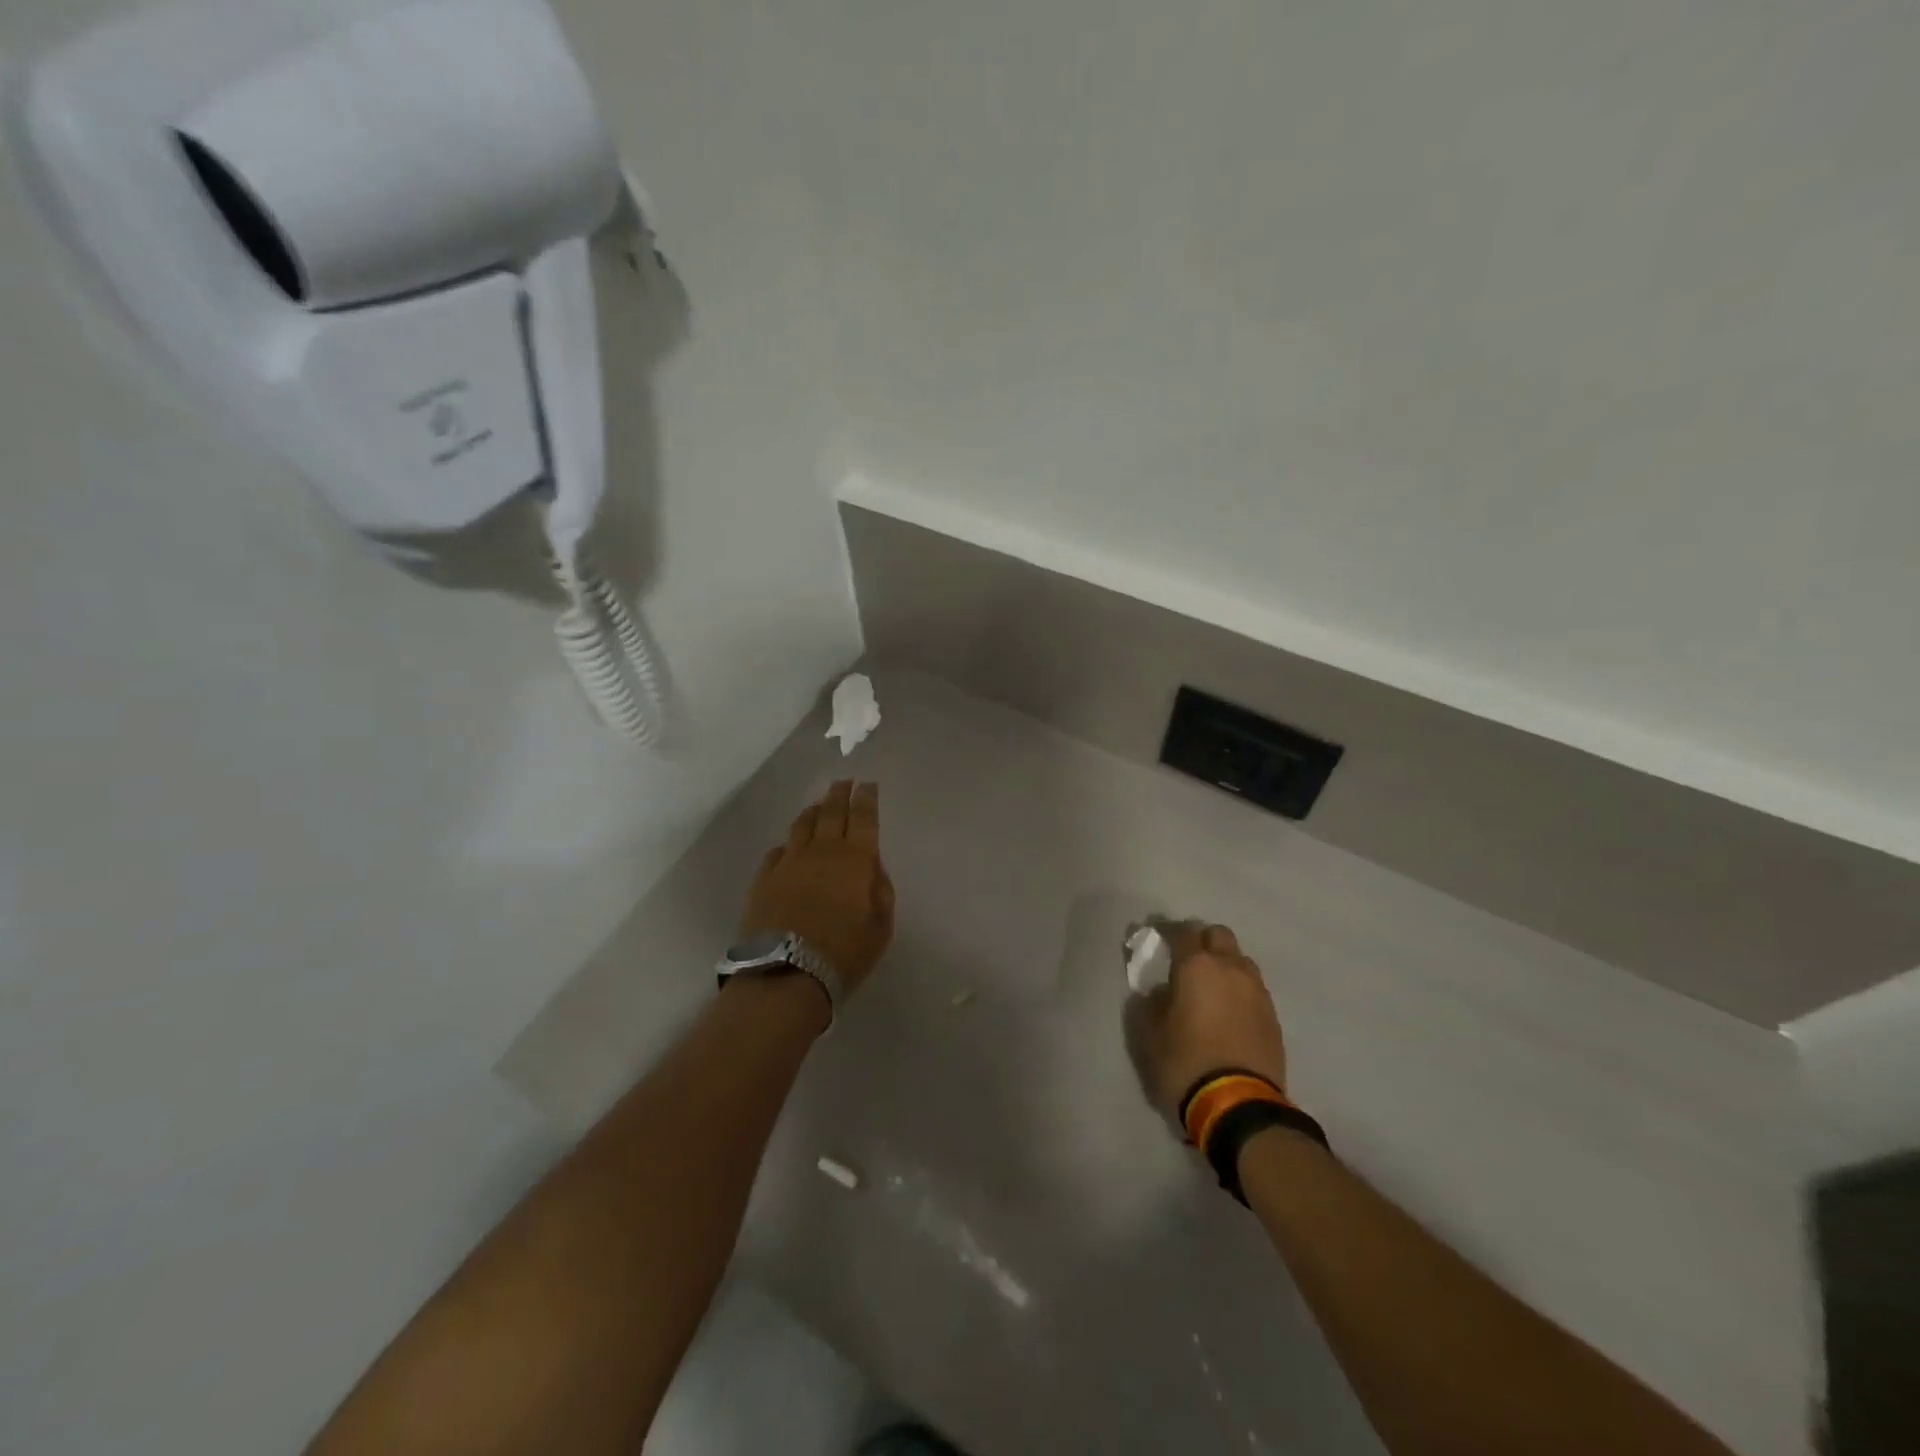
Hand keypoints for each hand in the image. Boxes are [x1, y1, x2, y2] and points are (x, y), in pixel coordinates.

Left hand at [739, 780, 895, 996]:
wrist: (785, 974)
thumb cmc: (843, 952)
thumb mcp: (880, 926)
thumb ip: (880, 890)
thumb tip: (871, 868)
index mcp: (856, 859)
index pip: (863, 817)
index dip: (866, 798)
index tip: (868, 784)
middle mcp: (822, 851)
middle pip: (831, 812)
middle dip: (840, 794)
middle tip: (844, 782)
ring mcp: (789, 862)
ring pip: (802, 825)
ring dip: (814, 811)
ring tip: (819, 805)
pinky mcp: (764, 878)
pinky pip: (778, 850)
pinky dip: (788, 843)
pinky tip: (789, 846)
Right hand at [1133, 923, 1288, 1117]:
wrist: (1239, 1105)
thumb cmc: (1185, 1062)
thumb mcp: (1150, 1034)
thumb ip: (1150, 1003)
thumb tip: (1160, 992)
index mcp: (1197, 966)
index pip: (1183, 931)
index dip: (1167, 931)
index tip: (1156, 937)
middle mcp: (1231, 969)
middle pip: (1218, 935)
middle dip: (1202, 940)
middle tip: (1186, 959)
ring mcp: (1257, 991)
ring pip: (1240, 960)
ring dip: (1225, 964)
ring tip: (1210, 986)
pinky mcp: (1273, 1016)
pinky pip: (1253, 988)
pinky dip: (1238, 989)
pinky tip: (1228, 1010)